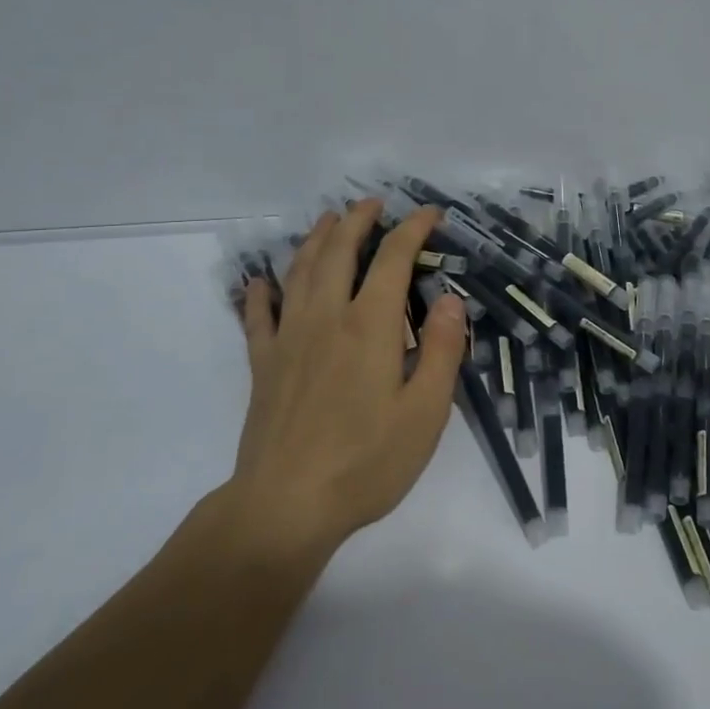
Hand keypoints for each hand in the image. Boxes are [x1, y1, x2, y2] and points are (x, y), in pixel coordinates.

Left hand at [205, 199, 466, 566]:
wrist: (286, 505)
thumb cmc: (367, 462)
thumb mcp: (426, 412)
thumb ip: (442, 350)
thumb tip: (452, 300)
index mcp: (369, 326)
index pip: (392, 259)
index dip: (413, 229)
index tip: (430, 215)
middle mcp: (325, 318)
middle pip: (338, 252)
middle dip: (357, 220)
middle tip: (373, 203)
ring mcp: (288, 339)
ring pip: (299, 272)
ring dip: (315, 240)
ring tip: (327, 221)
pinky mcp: (262, 365)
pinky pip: (258, 316)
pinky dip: (260, 292)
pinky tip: (262, 281)